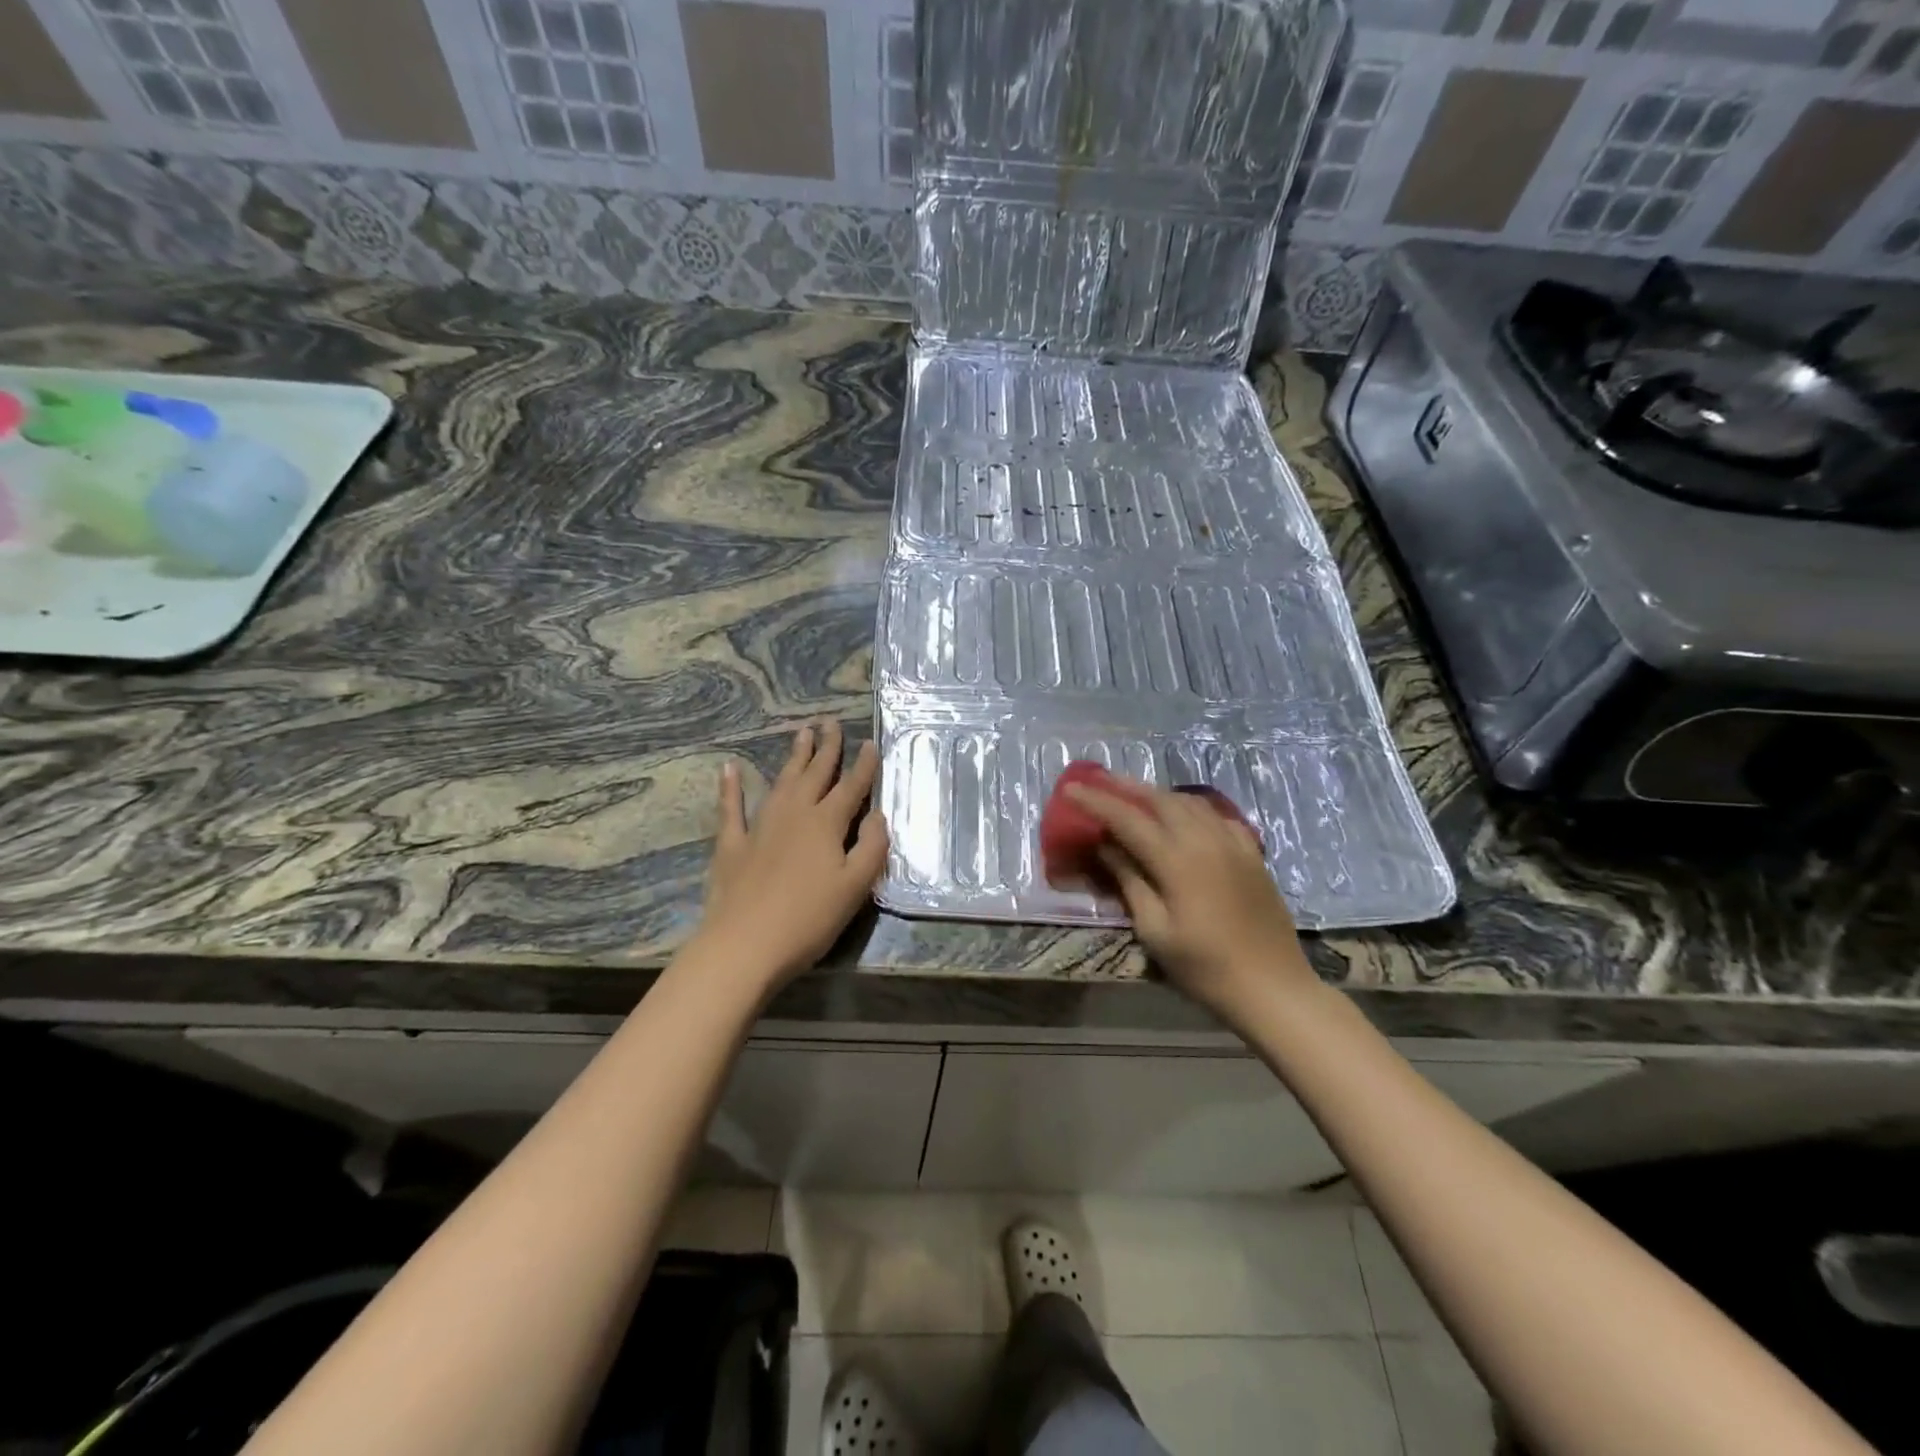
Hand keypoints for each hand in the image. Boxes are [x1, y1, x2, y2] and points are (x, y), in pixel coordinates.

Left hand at [695, 721, 888, 989]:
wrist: (744, 945)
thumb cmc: (808, 920)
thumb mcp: (855, 887)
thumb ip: (872, 848)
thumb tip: (878, 816)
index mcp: (827, 824)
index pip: (851, 788)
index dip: (864, 766)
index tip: (871, 743)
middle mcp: (794, 815)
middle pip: (815, 774)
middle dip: (826, 748)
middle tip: (831, 722)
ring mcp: (760, 827)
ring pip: (782, 783)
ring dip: (793, 758)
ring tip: (801, 734)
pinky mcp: (732, 845)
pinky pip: (731, 808)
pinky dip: (730, 787)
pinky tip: (729, 768)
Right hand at [1068, 779, 1315, 1019]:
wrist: (1273, 987)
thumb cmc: (1204, 967)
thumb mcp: (1155, 930)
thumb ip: (1130, 881)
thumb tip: (1107, 846)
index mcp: (1177, 860)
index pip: (1127, 819)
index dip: (1096, 802)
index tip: (1070, 789)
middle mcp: (1205, 840)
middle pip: (1160, 800)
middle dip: (1127, 788)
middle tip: (1100, 782)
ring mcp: (1233, 844)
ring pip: (1190, 802)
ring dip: (1159, 794)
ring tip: (1136, 795)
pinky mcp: (1251, 854)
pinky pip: (1217, 816)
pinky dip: (1192, 808)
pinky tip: (1185, 817)